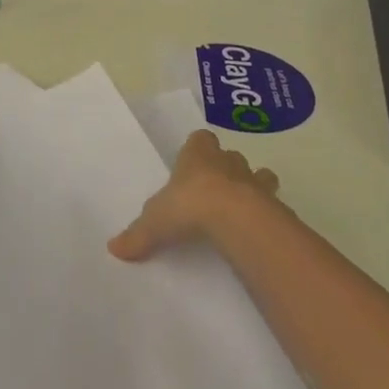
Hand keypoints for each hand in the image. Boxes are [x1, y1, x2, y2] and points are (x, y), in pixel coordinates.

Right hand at [109, 130, 278, 261]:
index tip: (193, 166)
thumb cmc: (189, 206)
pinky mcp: (274, 205)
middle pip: (230, 157)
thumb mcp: (155, 222)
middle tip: (216, 192)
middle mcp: (228, 162)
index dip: (198, 150)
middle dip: (226, 170)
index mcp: (198, 157)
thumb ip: (137, 235)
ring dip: (253, 188)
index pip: (200, 139)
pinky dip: (268, 216)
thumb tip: (114, 248)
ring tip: (243, 209)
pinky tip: (258, 233)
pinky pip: (273, 206)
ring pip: (259, 176)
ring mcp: (255, 182)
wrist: (236, 218)